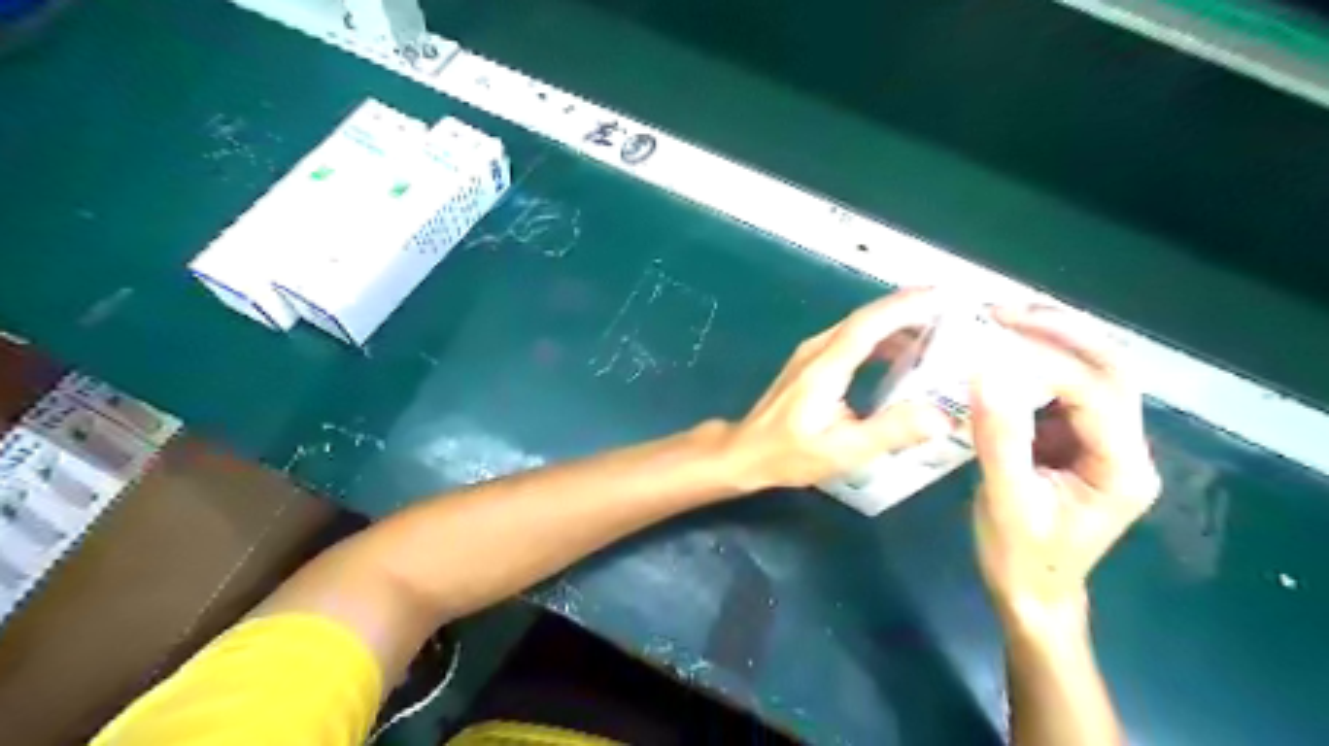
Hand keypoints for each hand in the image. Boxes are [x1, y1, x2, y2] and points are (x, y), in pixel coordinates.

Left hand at [726, 289, 955, 492]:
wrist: (747, 452)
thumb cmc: (791, 454)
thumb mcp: (843, 450)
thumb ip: (890, 432)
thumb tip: (941, 416)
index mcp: (826, 367)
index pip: (869, 324)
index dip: (905, 307)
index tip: (942, 296)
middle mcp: (817, 350)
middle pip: (865, 318)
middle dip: (908, 308)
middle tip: (952, 311)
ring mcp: (811, 354)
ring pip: (857, 326)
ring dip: (894, 322)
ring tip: (936, 330)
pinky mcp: (810, 362)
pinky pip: (850, 338)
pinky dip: (879, 337)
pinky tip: (899, 353)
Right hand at [975, 305, 1160, 626]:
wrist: (1031, 591)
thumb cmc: (1020, 555)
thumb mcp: (1006, 500)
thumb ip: (999, 437)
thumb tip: (984, 372)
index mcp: (1121, 467)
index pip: (1095, 394)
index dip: (1046, 361)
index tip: (992, 340)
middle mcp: (1124, 446)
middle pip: (1110, 369)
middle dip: (1061, 332)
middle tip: (1004, 310)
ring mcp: (1102, 440)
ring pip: (1092, 372)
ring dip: (1052, 338)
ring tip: (1002, 317)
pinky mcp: (1075, 439)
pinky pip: (1063, 388)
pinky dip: (1037, 361)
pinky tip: (1003, 348)